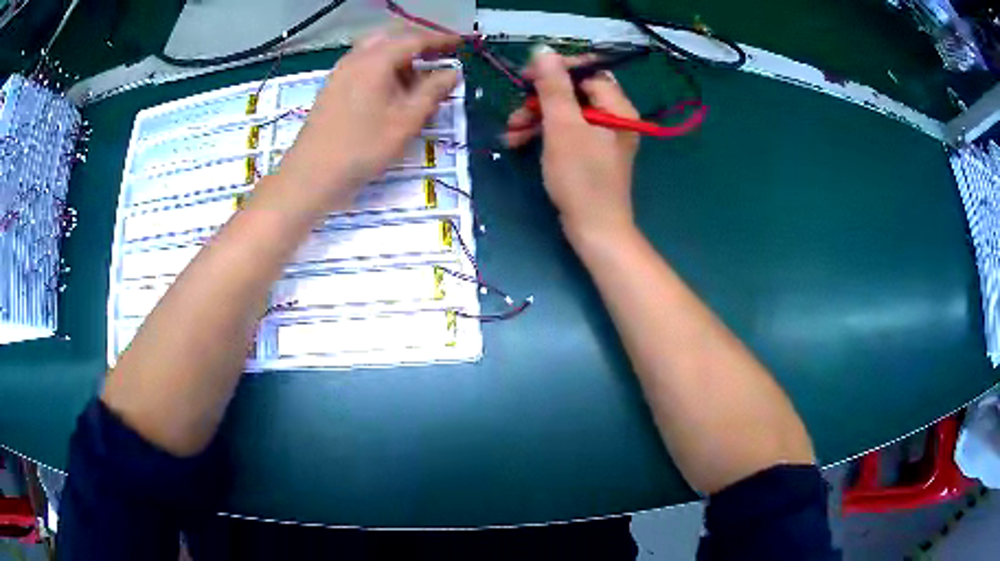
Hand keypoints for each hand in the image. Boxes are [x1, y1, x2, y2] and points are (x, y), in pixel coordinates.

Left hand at [278, 27, 459, 208]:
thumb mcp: (407, 120)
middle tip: (438, 57)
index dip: (440, 40)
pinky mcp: (332, 87)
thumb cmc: (363, 147)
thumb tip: (453, 72)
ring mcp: (340, 71)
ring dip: (399, 56)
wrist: (312, 174)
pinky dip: (382, 67)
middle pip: (392, 37)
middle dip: (417, 44)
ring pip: (375, 50)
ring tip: (416, 78)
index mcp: (376, 60)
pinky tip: (389, 90)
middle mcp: (356, 58)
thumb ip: (433, 91)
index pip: (414, 39)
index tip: (460, 44)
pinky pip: (363, 64)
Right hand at [506, 50, 639, 240]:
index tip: (527, 77)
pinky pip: (566, 131)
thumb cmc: (581, 177)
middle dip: (540, 99)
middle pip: (574, 92)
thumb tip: (543, 51)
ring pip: (566, 112)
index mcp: (617, 107)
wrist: (595, 230)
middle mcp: (614, 117)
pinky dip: (544, 134)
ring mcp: (603, 136)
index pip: (588, 72)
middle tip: (516, 111)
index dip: (557, 70)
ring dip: (536, 118)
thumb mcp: (563, 127)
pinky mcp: (590, 153)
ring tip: (511, 133)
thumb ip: (554, 87)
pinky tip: (519, 142)